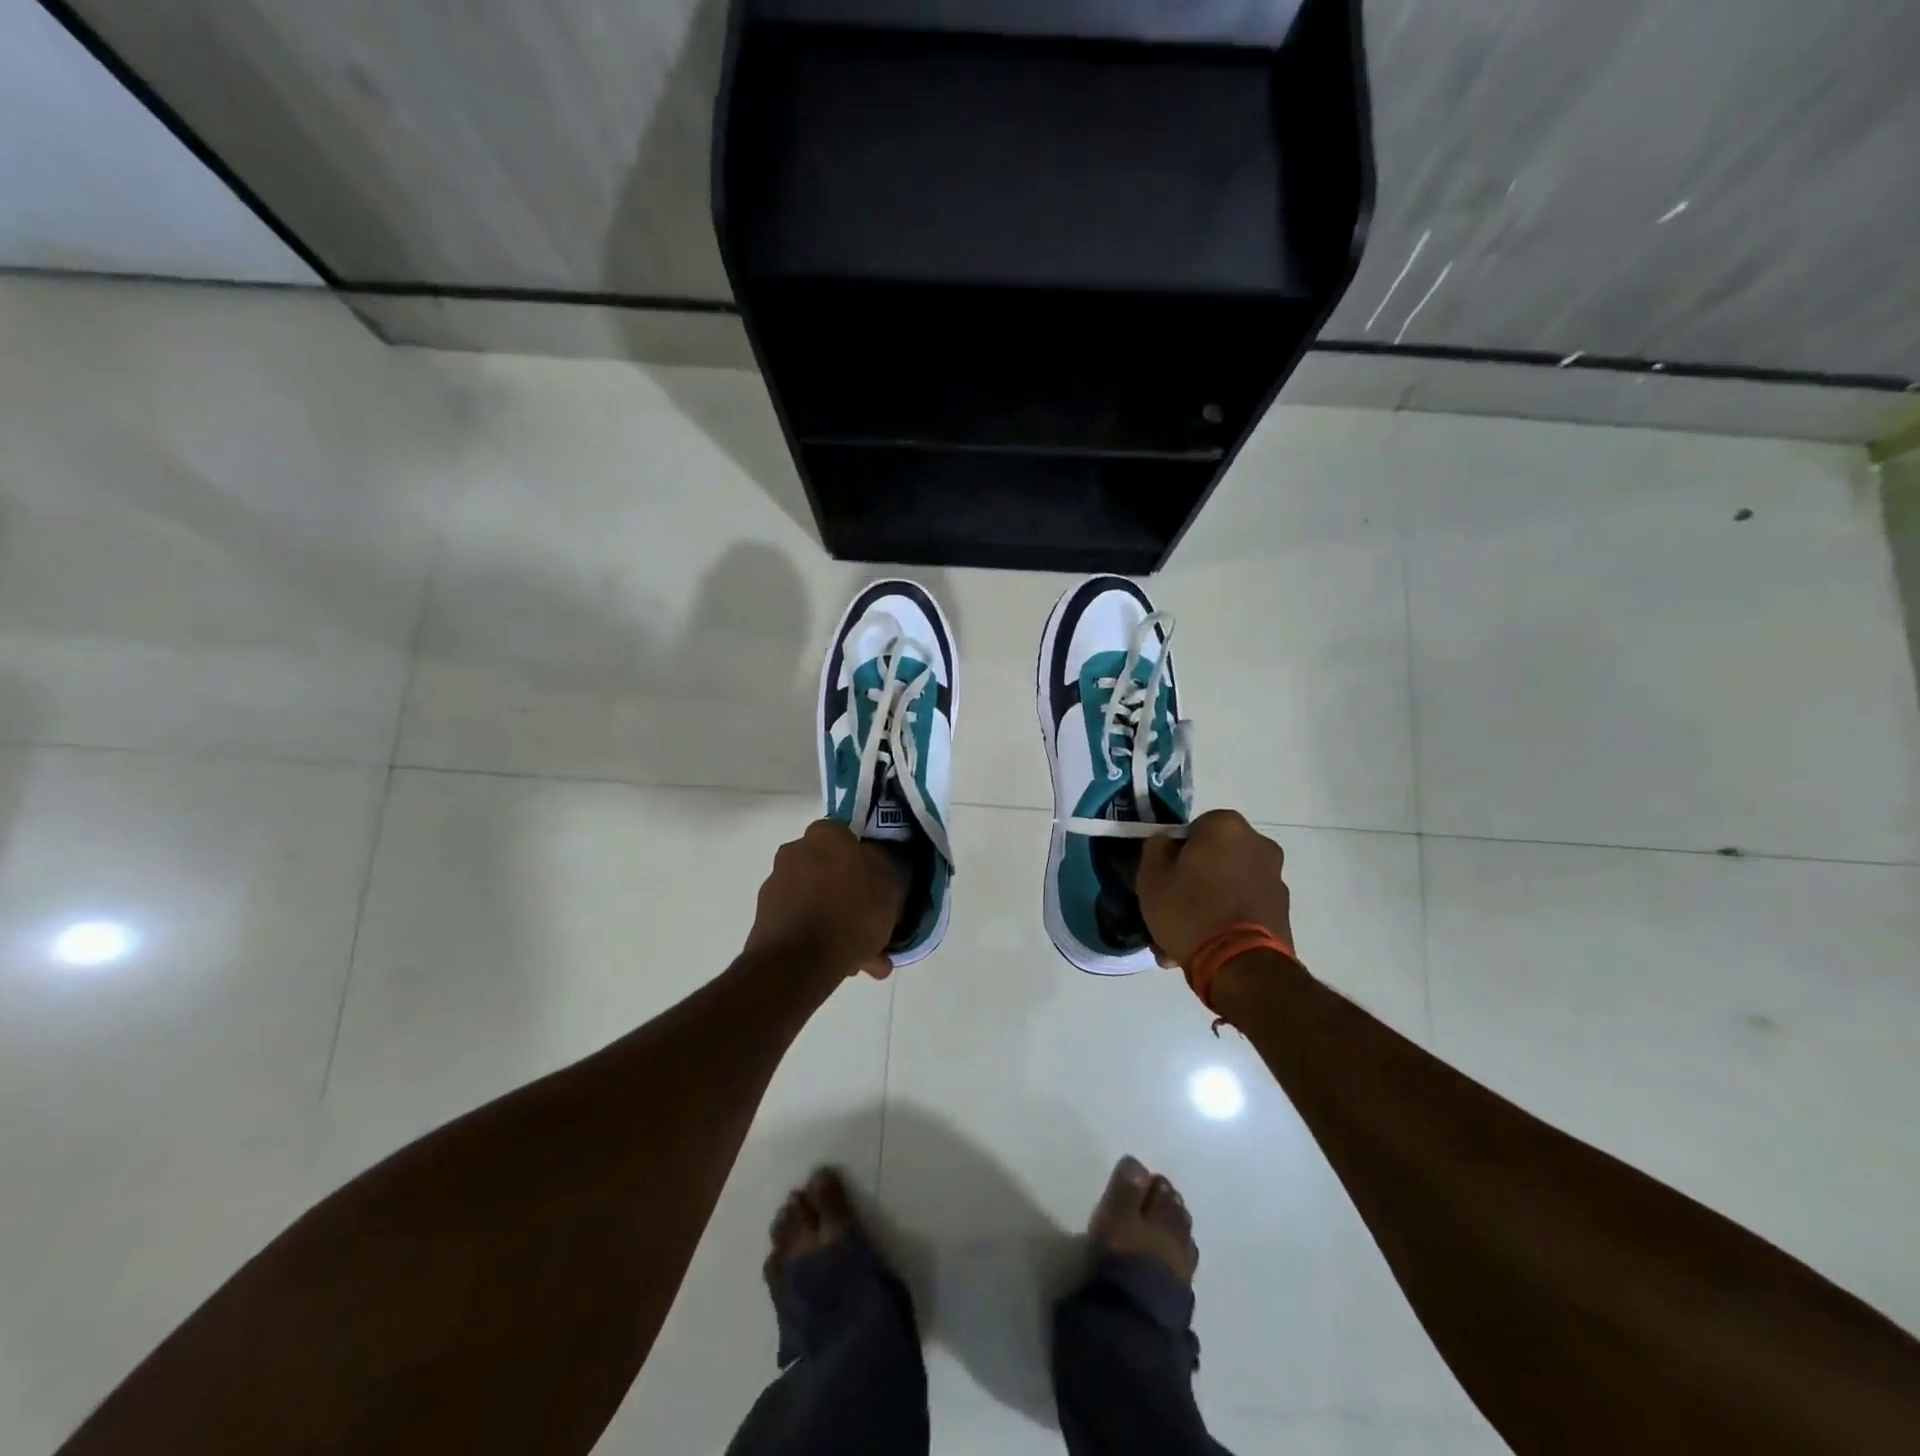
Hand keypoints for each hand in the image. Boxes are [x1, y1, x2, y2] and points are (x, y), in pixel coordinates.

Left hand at [745, 821, 904, 980]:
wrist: (797, 962)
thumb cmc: (851, 914)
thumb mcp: (888, 886)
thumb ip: (882, 866)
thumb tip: (873, 861)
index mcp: (825, 835)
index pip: (848, 835)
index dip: (864, 859)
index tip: (877, 882)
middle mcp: (795, 851)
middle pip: (829, 868)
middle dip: (848, 893)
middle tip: (871, 920)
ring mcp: (776, 884)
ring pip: (816, 898)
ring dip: (835, 919)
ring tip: (861, 955)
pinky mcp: (765, 917)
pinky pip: (802, 921)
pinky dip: (818, 937)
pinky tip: (842, 963)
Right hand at [1137, 810, 1293, 966]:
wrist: (1240, 967)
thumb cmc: (1189, 910)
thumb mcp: (1151, 875)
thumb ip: (1156, 848)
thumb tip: (1167, 843)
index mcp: (1227, 826)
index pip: (1192, 830)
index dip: (1174, 855)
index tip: (1163, 879)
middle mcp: (1259, 844)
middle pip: (1213, 859)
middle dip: (1193, 882)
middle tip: (1170, 910)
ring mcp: (1275, 879)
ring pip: (1227, 886)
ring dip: (1208, 904)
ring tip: (1183, 939)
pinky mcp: (1283, 912)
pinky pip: (1243, 908)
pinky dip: (1227, 921)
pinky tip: (1205, 947)